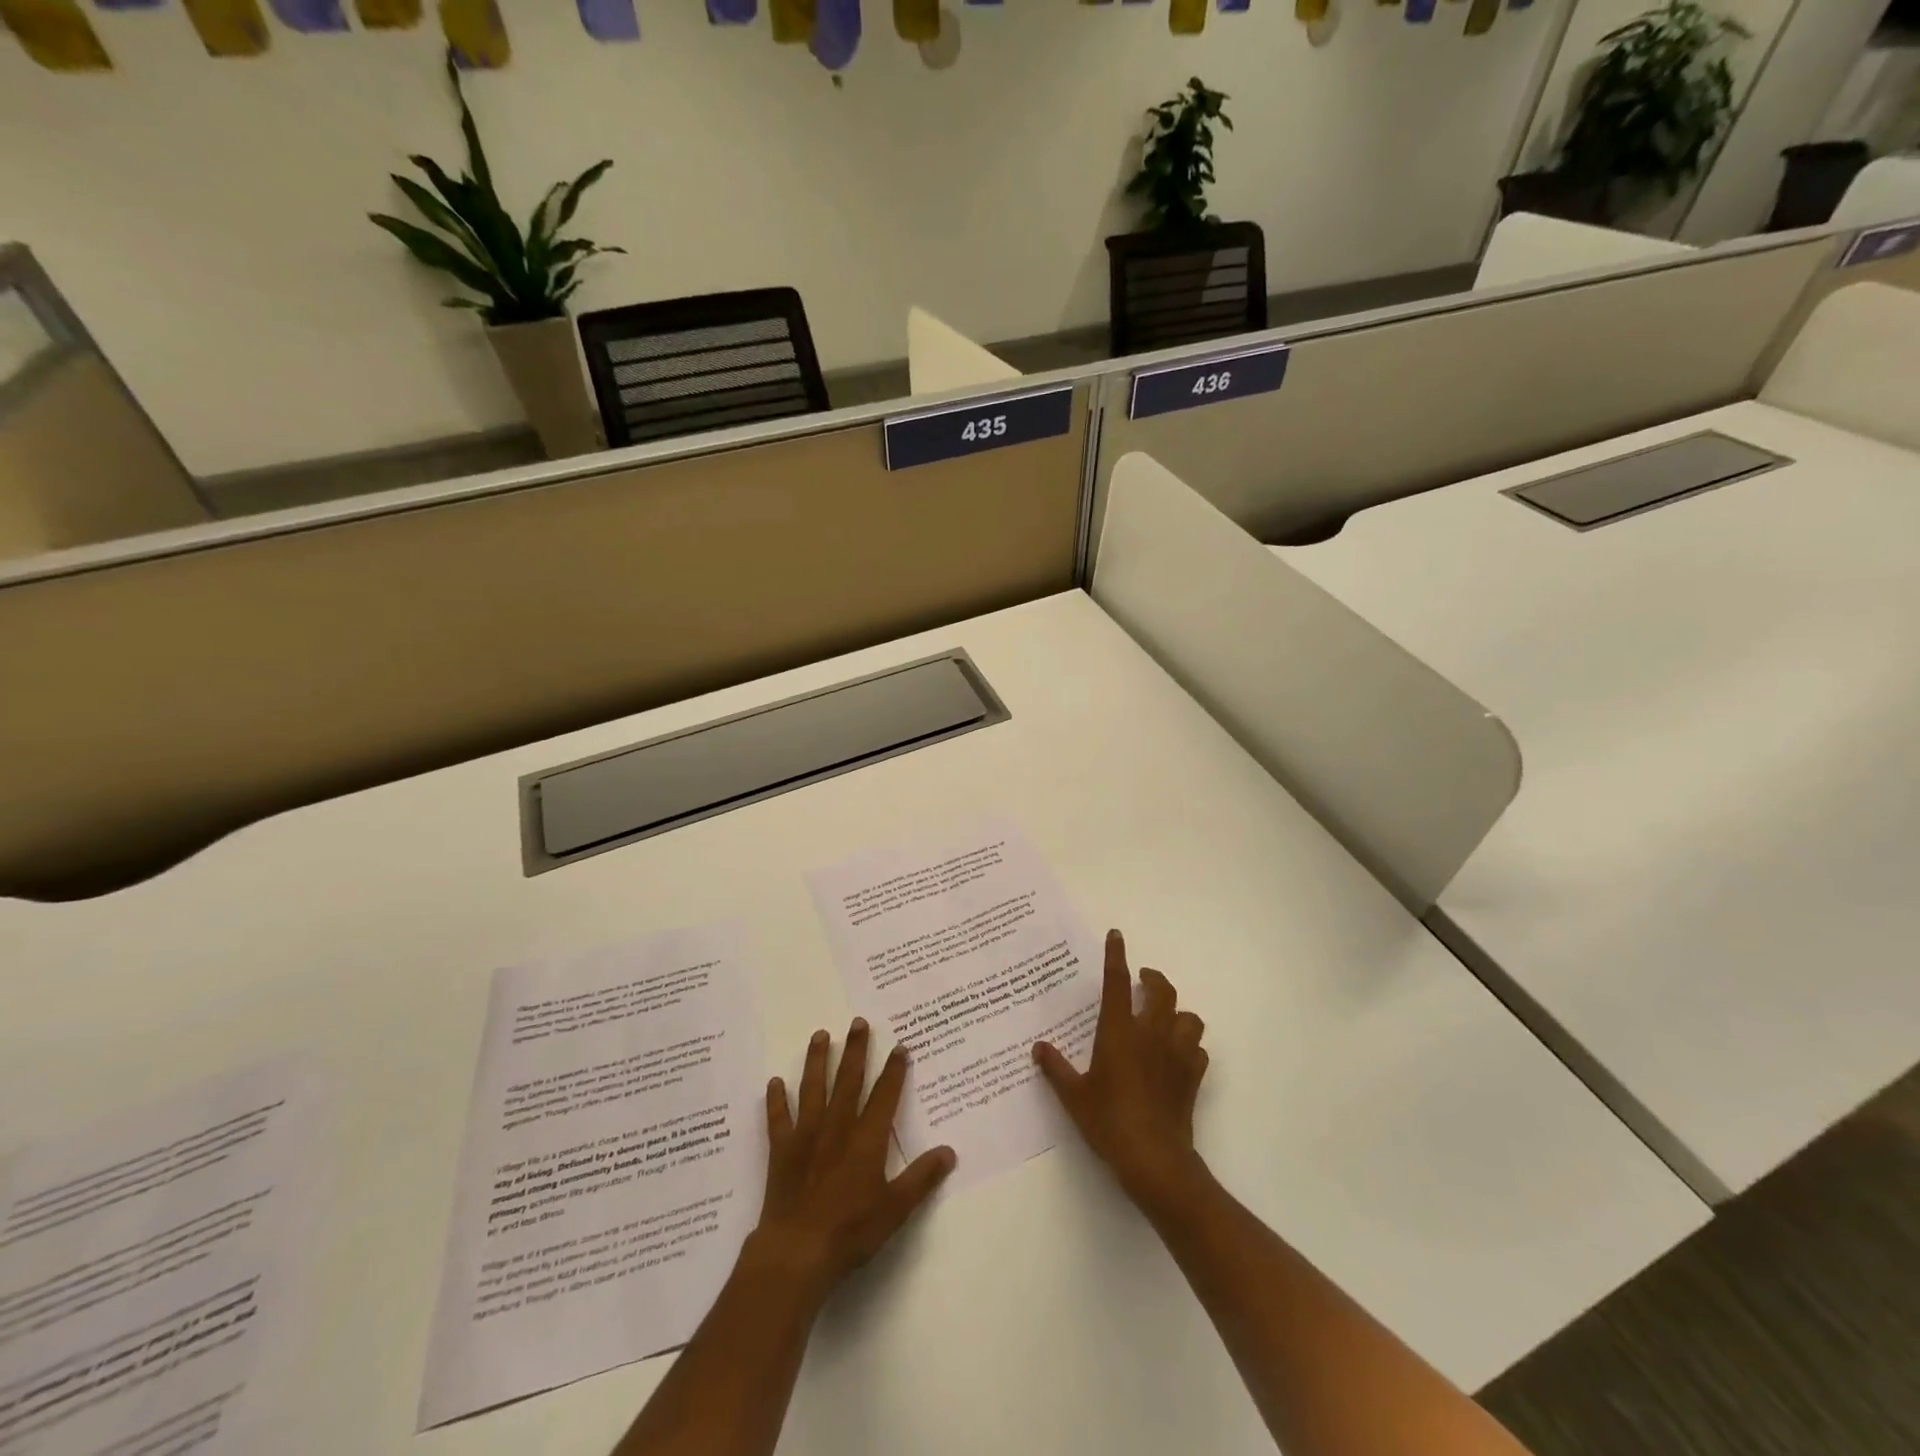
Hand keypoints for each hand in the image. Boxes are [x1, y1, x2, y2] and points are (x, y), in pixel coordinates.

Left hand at [751, 1019, 956, 1300]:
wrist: (797, 1251)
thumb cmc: (851, 1231)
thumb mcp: (896, 1208)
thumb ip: (922, 1178)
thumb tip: (950, 1151)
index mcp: (867, 1139)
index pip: (885, 1095)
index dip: (894, 1070)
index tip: (900, 1046)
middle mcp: (837, 1127)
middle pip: (848, 1080)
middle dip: (855, 1050)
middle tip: (858, 1022)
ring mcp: (806, 1135)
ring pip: (813, 1088)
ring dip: (817, 1060)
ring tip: (820, 1035)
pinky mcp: (781, 1151)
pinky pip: (778, 1119)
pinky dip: (776, 1100)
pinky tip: (774, 1082)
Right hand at [1033, 929, 1209, 1207]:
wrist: (1154, 1159)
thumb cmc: (1109, 1122)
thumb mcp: (1073, 1096)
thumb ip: (1056, 1068)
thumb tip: (1038, 1048)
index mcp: (1119, 1031)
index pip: (1117, 982)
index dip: (1116, 955)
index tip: (1116, 935)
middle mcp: (1150, 1034)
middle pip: (1162, 991)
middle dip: (1154, 979)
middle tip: (1143, 980)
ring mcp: (1176, 1054)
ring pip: (1189, 1017)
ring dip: (1177, 1012)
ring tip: (1164, 1018)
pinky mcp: (1192, 1077)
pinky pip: (1199, 1050)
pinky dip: (1190, 1045)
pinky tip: (1178, 1055)